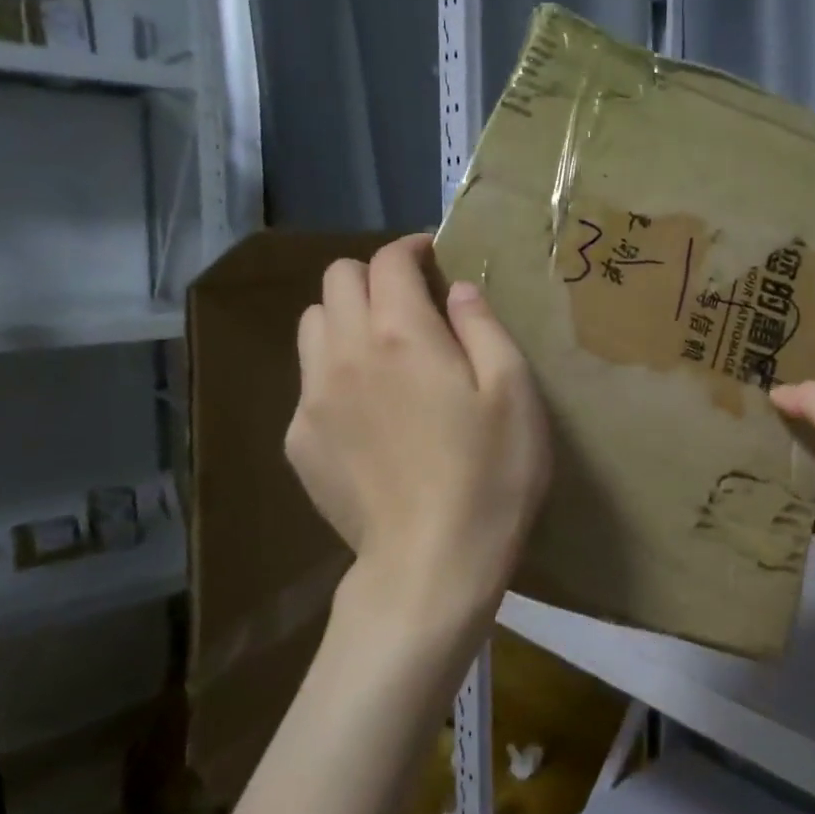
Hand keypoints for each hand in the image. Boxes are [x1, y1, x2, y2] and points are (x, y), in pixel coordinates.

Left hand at [284, 235, 550, 648]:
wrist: (430, 565)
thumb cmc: (490, 475)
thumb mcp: (514, 392)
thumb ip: (483, 327)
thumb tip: (457, 289)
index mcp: (402, 334)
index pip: (387, 261)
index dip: (411, 248)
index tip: (434, 257)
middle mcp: (345, 353)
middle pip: (336, 281)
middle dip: (374, 276)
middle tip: (413, 302)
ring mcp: (313, 399)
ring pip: (311, 325)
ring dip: (346, 317)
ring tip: (385, 348)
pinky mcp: (300, 441)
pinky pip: (308, 381)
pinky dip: (335, 370)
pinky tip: (369, 409)